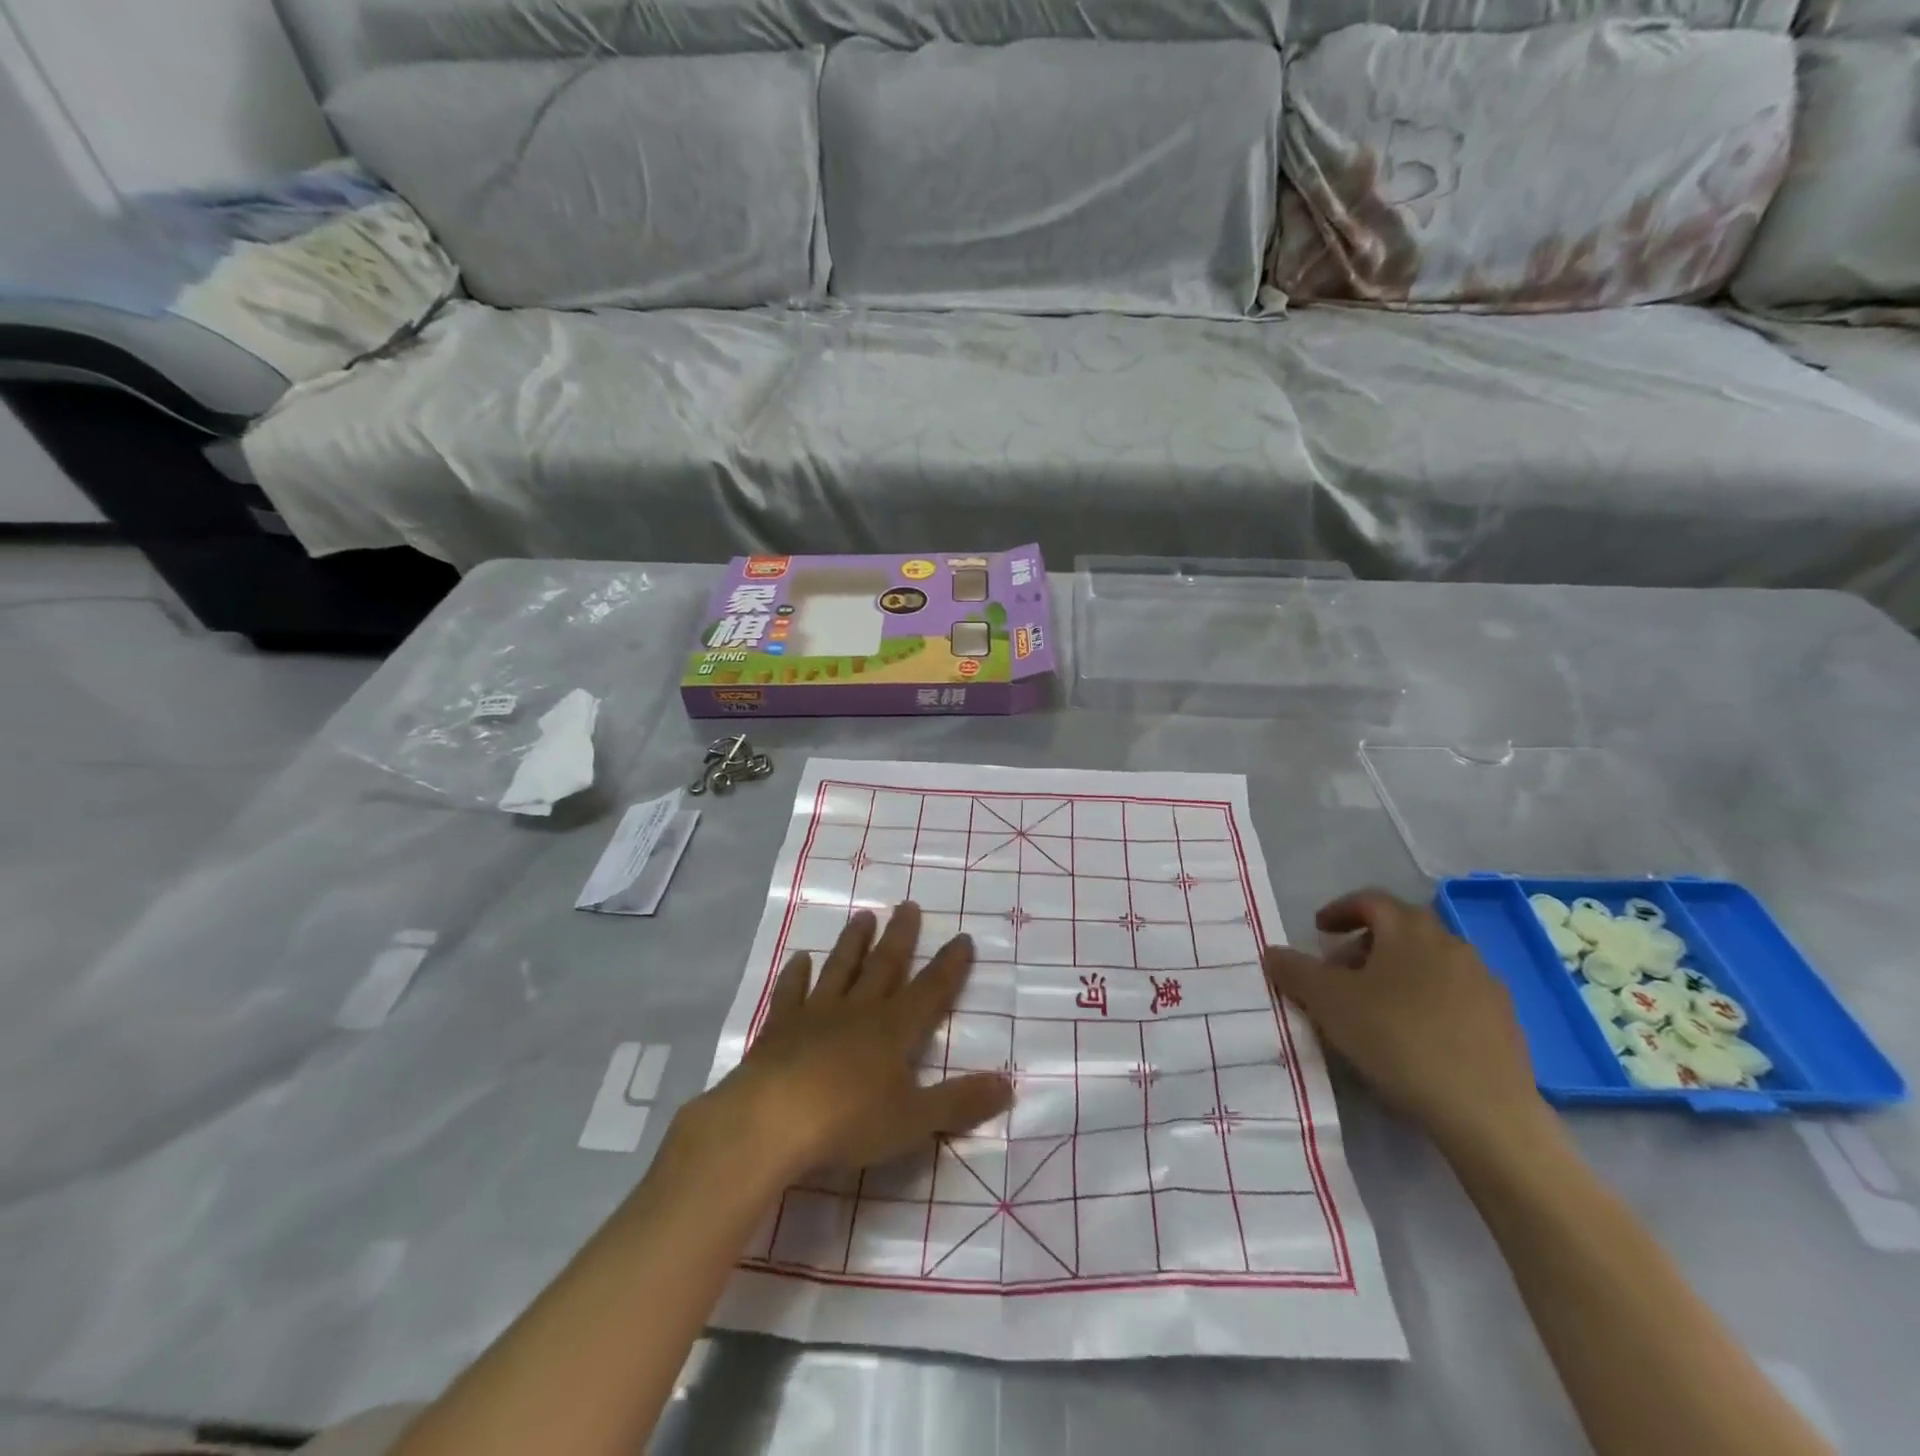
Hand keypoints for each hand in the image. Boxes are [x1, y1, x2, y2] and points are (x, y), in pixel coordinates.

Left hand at [697, 904, 1012, 1181]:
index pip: (930, 991)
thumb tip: (1009, 1085)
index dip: (949, 966)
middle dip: (900, 937)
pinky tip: (800, 958)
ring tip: (863, 916)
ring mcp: (815, 1014)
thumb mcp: (914, 1121)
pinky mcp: (779, 1028)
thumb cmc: (848, 1121)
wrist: (771, 1121)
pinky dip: (796, 974)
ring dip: (854, 943)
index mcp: (893, 1030)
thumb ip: (959, 1103)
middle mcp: (858, 1011)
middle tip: (907, 905)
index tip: (962, 937)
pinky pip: (790, 992)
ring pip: (840, 969)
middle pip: (884, 966)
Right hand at [1263, 888, 1547, 1152]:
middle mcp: (1451, 944)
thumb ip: (1295, 970)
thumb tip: (1272, 952)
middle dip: (1363, 947)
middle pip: (1400, 931)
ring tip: (1371, 1009)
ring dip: (1395, 974)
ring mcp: (1484, 983)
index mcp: (1410, 929)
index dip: (1339, 910)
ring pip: (1427, 964)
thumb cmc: (1397, 1039)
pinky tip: (1412, 1037)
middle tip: (1337, 975)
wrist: (1485, 1112)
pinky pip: (1453, 996)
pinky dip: (1425, 1002)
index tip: (1318, 930)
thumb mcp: (1328, 1002)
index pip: (1370, 900)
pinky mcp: (1504, 1021)